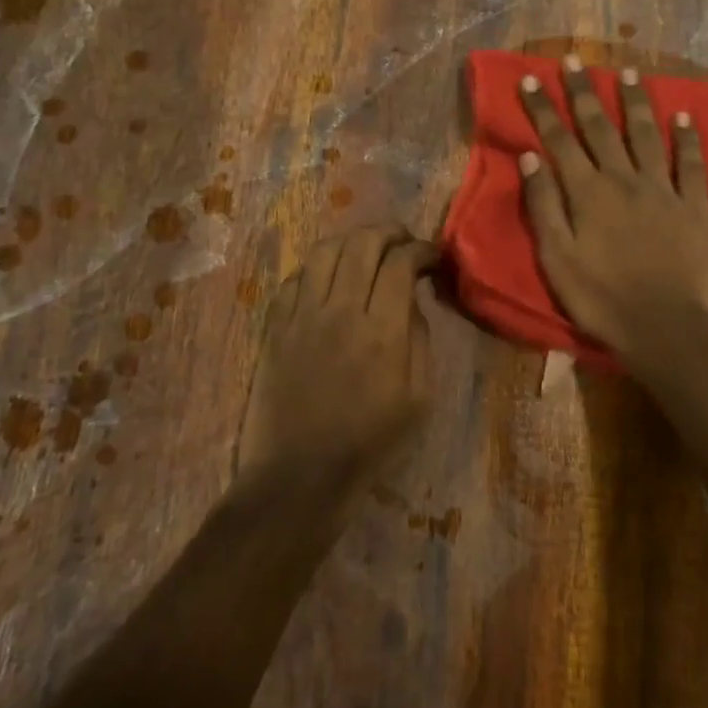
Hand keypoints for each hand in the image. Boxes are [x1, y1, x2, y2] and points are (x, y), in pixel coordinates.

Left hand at [241, 225, 439, 488]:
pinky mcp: (274, 326)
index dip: (422, 249)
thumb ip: (419, 339)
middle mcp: (340, 310)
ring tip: (366, 251)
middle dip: (389, 233)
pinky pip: (295, 277)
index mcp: (382, 331)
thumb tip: (410, 300)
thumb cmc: (369, 442)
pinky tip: (330, 280)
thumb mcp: (419, 398)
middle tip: (403, 242)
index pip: (401, 262)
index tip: (433, 257)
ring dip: (351, 241)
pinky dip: (318, 267)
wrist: (299, 474)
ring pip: (324, 251)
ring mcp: (301, 316)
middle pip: (362, 243)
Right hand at [518, 55, 707, 359]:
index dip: (543, 109)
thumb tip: (529, 158)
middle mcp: (624, 180)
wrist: (664, 326)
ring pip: (646, 135)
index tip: (530, 79)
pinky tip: (685, 116)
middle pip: (601, 127)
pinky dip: (688, 138)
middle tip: (574, 60)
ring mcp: (663, 190)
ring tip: (628, 73)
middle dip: (584, 92)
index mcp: (587, 193)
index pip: (559, 141)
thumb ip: (543, 206)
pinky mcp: (694, 206)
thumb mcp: (556, 258)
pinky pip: (691, 164)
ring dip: (635, 103)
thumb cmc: (601, 298)